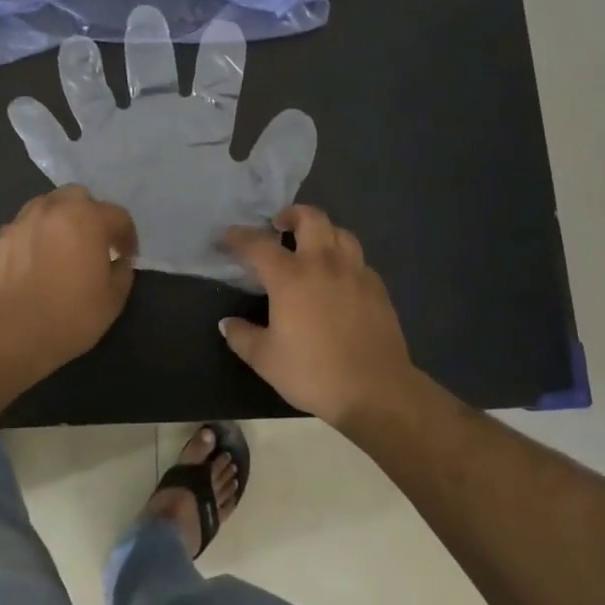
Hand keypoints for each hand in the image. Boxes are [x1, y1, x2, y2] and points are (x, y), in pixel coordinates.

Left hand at [0, 185, 138, 372]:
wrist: (8, 334)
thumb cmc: (69, 316)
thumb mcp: (113, 300)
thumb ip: (122, 272)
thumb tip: (118, 262)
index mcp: (87, 219)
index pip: (117, 215)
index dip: (127, 236)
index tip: (126, 256)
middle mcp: (53, 209)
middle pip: (78, 197)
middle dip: (90, 214)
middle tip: (93, 242)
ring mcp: (20, 221)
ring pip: (46, 206)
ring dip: (59, 220)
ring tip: (60, 248)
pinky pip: (22, 228)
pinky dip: (32, 237)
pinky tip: (32, 262)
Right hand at [220, 206, 417, 427]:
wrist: (377, 390)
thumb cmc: (314, 373)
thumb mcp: (266, 360)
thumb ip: (243, 337)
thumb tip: (227, 324)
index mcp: (290, 277)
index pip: (258, 245)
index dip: (239, 237)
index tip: (226, 236)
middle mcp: (323, 264)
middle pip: (310, 218)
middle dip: (291, 214)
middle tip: (279, 226)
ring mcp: (355, 273)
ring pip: (341, 233)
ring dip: (322, 231)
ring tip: (312, 247)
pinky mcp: (377, 288)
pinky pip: (359, 260)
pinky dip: (344, 259)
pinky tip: (339, 278)